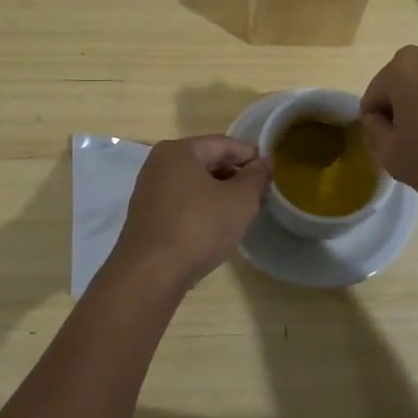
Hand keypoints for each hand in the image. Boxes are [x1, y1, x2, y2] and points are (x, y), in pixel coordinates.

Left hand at [107, 136, 272, 293]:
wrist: (150, 274)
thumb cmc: (198, 228)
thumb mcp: (239, 201)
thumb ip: (255, 177)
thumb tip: (264, 162)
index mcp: (179, 150)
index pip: (223, 144)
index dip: (250, 155)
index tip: (270, 171)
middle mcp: (159, 164)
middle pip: (206, 161)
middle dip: (234, 174)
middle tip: (259, 192)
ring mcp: (149, 190)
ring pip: (194, 183)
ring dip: (219, 192)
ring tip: (241, 210)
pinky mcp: (147, 216)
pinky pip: (182, 201)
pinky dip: (201, 207)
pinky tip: (216, 225)